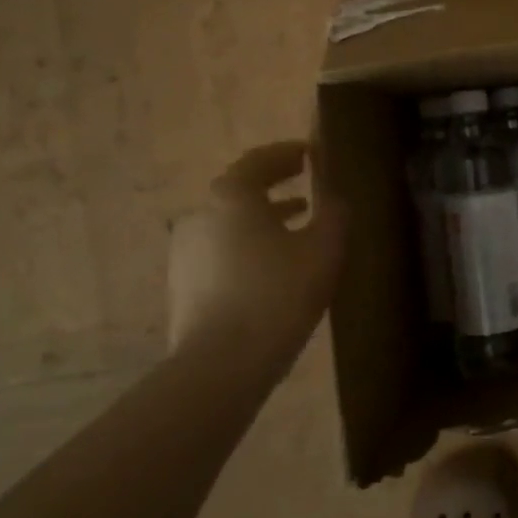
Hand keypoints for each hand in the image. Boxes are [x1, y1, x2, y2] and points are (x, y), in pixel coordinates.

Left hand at [167, 142, 345, 361]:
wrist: (221, 364)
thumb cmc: (278, 295)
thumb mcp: (324, 249)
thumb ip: (334, 212)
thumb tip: (333, 196)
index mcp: (232, 196)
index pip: (259, 160)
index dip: (287, 153)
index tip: (311, 154)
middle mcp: (201, 214)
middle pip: (241, 190)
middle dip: (275, 185)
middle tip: (307, 186)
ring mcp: (185, 251)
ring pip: (231, 222)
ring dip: (263, 218)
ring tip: (297, 227)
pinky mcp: (183, 283)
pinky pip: (221, 250)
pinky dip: (248, 245)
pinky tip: (272, 267)